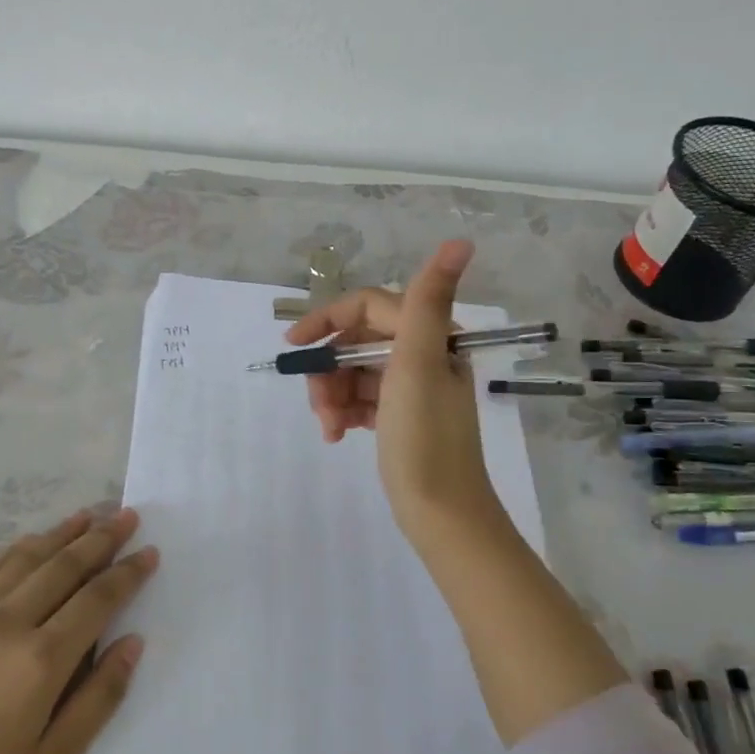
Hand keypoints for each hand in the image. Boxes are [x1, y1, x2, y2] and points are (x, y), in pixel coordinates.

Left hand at [0, 508, 154, 753]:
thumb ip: (101, 696)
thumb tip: (132, 643)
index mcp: (41, 660)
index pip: (97, 599)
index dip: (127, 572)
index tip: (150, 551)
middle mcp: (8, 623)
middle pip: (64, 566)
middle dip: (101, 538)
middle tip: (127, 516)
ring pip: (26, 558)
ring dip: (62, 533)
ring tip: (90, 514)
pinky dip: (19, 549)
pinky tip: (34, 541)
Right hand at [286, 239, 502, 540]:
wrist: (442, 511)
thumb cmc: (425, 437)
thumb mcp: (418, 365)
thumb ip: (428, 301)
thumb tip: (460, 242)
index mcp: (431, 337)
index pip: (368, 307)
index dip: (327, 320)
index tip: (294, 346)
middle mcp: (423, 355)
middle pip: (356, 344)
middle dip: (330, 371)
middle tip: (318, 404)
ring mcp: (411, 387)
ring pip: (353, 374)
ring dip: (333, 396)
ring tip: (330, 428)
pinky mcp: (400, 416)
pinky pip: (361, 399)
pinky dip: (345, 412)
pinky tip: (338, 435)